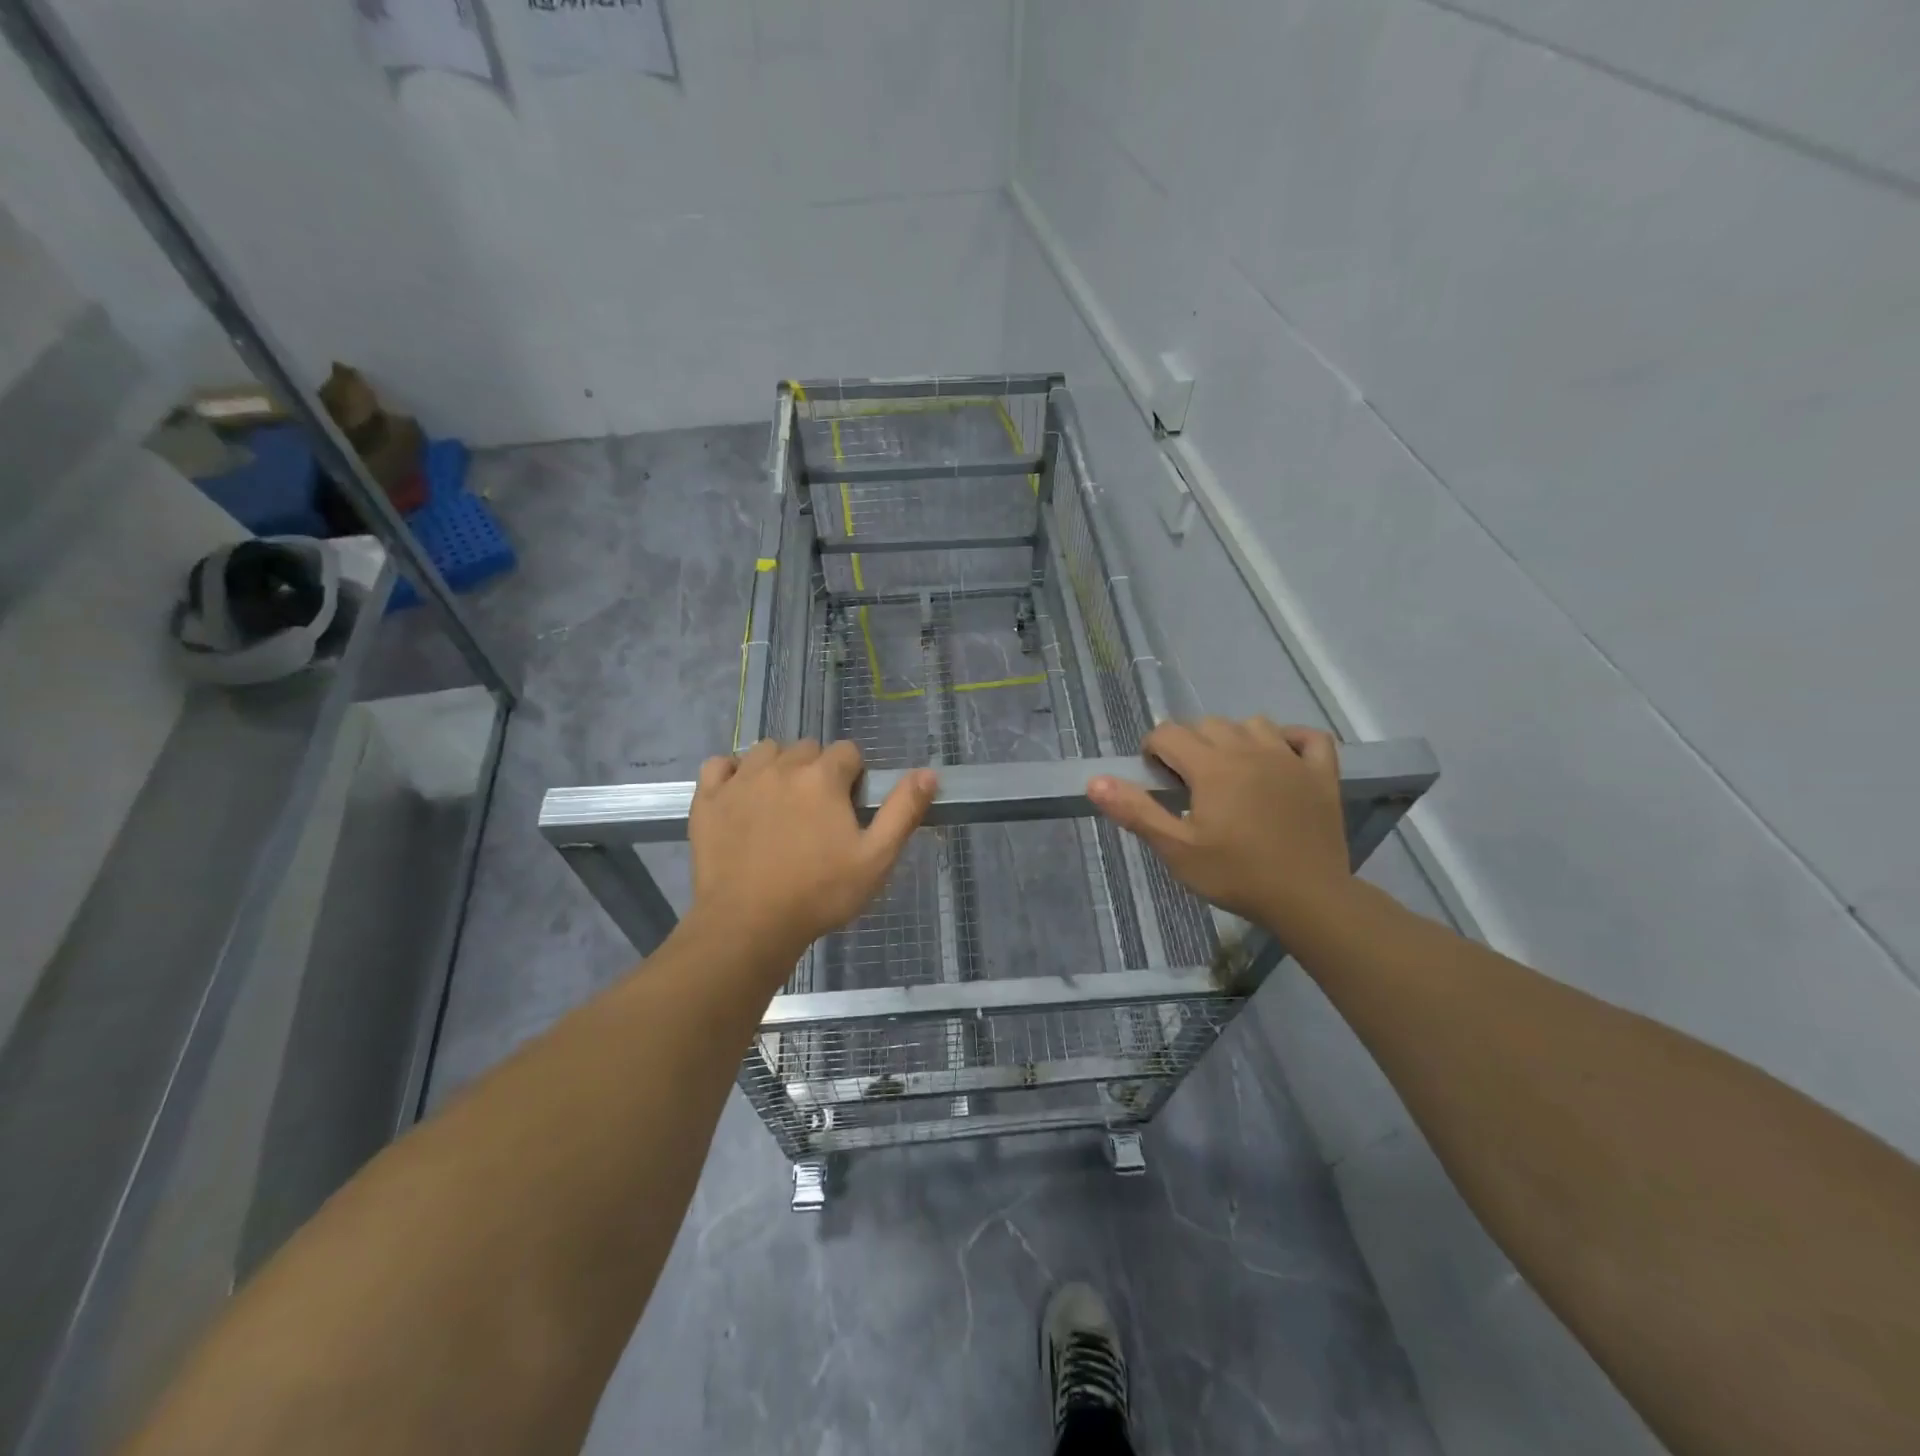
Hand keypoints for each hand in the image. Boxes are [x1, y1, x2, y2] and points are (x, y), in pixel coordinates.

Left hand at [687, 740, 936, 979]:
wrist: (748, 925)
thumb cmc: (819, 893)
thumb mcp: (876, 859)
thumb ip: (903, 811)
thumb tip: (928, 772)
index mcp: (823, 777)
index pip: (848, 752)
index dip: (853, 777)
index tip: (849, 809)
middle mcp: (781, 767)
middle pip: (807, 749)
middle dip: (817, 771)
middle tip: (817, 813)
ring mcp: (740, 780)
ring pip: (765, 751)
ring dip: (777, 767)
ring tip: (780, 804)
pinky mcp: (708, 799)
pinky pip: (719, 765)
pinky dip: (731, 773)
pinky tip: (740, 797)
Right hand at [1087, 717, 1351, 937]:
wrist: (1308, 899)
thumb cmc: (1236, 875)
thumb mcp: (1176, 849)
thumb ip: (1136, 811)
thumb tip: (1095, 781)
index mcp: (1211, 766)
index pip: (1168, 733)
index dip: (1153, 750)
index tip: (1155, 779)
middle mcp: (1249, 750)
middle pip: (1208, 724)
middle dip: (1189, 743)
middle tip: (1188, 782)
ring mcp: (1290, 759)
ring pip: (1254, 723)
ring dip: (1235, 737)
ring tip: (1230, 770)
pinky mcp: (1322, 774)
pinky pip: (1309, 737)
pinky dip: (1293, 739)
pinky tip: (1282, 757)